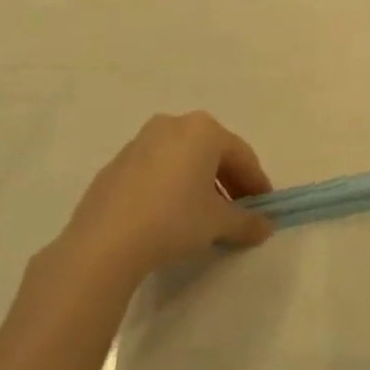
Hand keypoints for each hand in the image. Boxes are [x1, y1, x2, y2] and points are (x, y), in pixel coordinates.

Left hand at [56, 112, 274, 288]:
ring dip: (198, 183)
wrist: (103, 244)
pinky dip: (170, 187)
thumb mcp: (219, 223)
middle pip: (212, 153)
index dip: (256, 182)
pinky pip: (155, 171)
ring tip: (203, 215)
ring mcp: (139, 143)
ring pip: (182, 160)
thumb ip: (247, 221)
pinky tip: (168, 216)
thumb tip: (265, 227)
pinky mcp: (115, 165)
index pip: (241, 155)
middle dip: (228, 181)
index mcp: (203, 130)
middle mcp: (172, 125)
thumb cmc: (173, 219)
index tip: (264, 206)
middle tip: (237, 210)